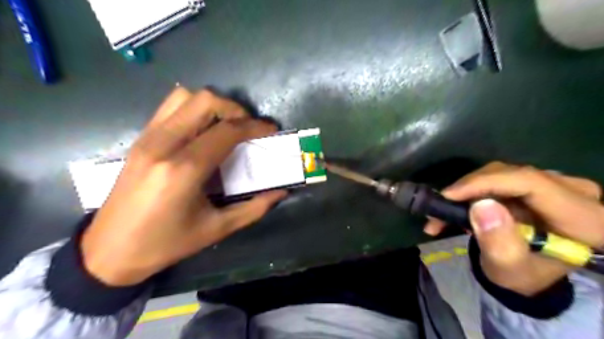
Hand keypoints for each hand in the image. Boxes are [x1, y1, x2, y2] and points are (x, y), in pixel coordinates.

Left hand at [80, 88, 286, 285]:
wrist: (109, 251)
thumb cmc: (166, 244)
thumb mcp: (216, 229)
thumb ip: (254, 208)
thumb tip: (281, 192)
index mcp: (183, 170)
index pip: (226, 131)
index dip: (254, 126)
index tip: (270, 130)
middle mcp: (163, 145)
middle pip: (205, 101)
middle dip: (235, 110)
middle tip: (248, 128)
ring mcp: (147, 138)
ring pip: (185, 96)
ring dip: (213, 106)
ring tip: (226, 127)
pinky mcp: (140, 139)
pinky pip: (170, 107)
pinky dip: (194, 110)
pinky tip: (203, 131)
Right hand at [424, 162, 603, 295]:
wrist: (528, 272)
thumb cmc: (522, 276)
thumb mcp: (509, 269)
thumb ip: (499, 243)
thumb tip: (481, 206)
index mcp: (586, 219)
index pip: (531, 183)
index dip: (486, 183)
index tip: (449, 196)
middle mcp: (576, 193)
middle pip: (512, 175)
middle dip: (469, 189)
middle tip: (439, 208)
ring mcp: (555, 184)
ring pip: (500, 174)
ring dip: (466, 192)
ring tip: (442, 213)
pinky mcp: (535, 183)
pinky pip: (497, 178)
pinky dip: (472, 191)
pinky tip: (454, 206)